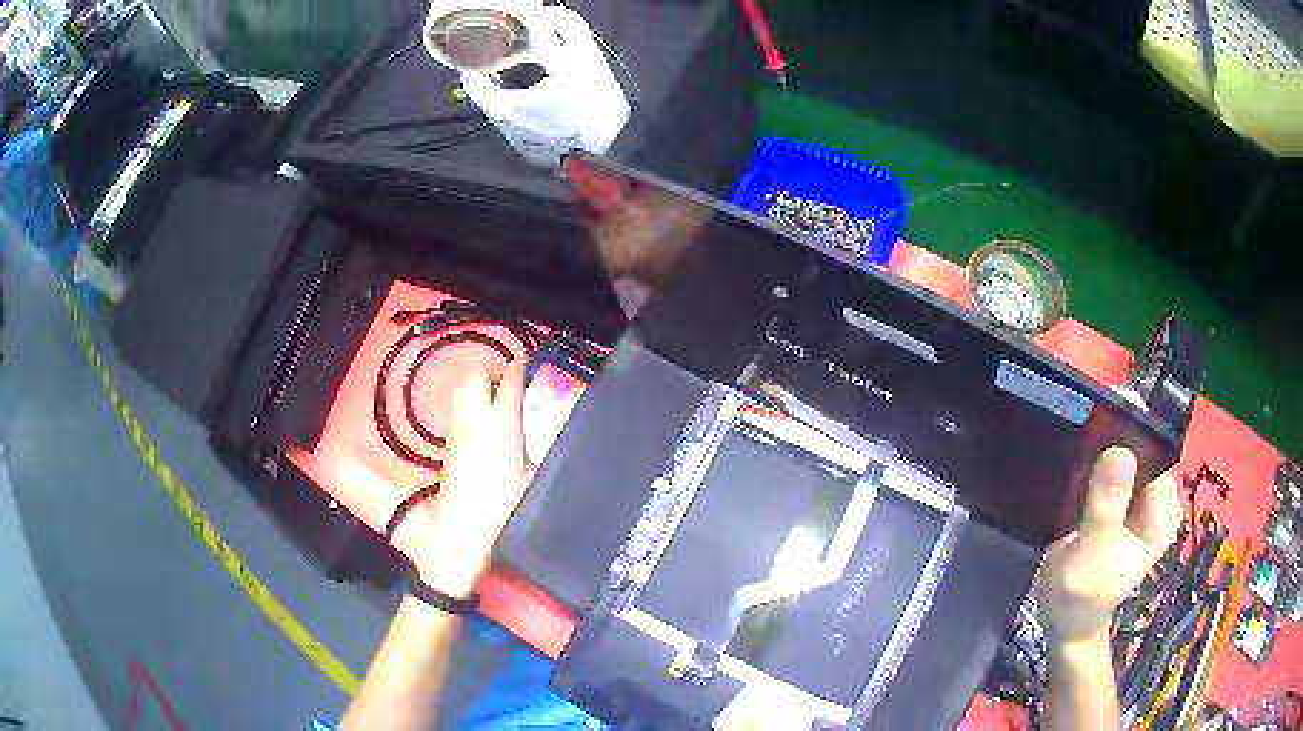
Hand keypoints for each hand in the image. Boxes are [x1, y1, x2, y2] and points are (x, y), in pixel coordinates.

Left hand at [394, 359, 533, 597]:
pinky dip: (467, 398)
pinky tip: (478, 415)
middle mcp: (475, 417)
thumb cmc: (504, 505)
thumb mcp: (533, 476)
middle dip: (494, 369)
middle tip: (510, 378)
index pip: (510, 380)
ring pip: (462, 386)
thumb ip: (540, 448)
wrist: (462, 528)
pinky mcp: (447, 440)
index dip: (520, 365)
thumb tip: (547, 432)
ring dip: (477, 381)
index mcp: (502, 422)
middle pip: (478, 374)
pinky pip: (455, 405)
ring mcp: (457, 427)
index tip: (528, 360)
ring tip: (493, 392)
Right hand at [1039, 446, 1181, 648]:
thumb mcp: (1094, 553)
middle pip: (1140, 448)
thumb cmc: (1083, 595)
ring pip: (1124, 455)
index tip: (1102, 413)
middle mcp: (1157, 499)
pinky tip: (1077, 461)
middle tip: (1082, 429)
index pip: (1155, 452)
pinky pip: (1111, 468)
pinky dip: (1095, 463)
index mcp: (1163, 511)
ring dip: (1101, 449)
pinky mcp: (1121, 502)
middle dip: (1114, 437)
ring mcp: (1139, 501)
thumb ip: (1107, 506)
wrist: (1065, 622)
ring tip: (1077, 442)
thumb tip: (1119, 451)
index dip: (1132, 431)